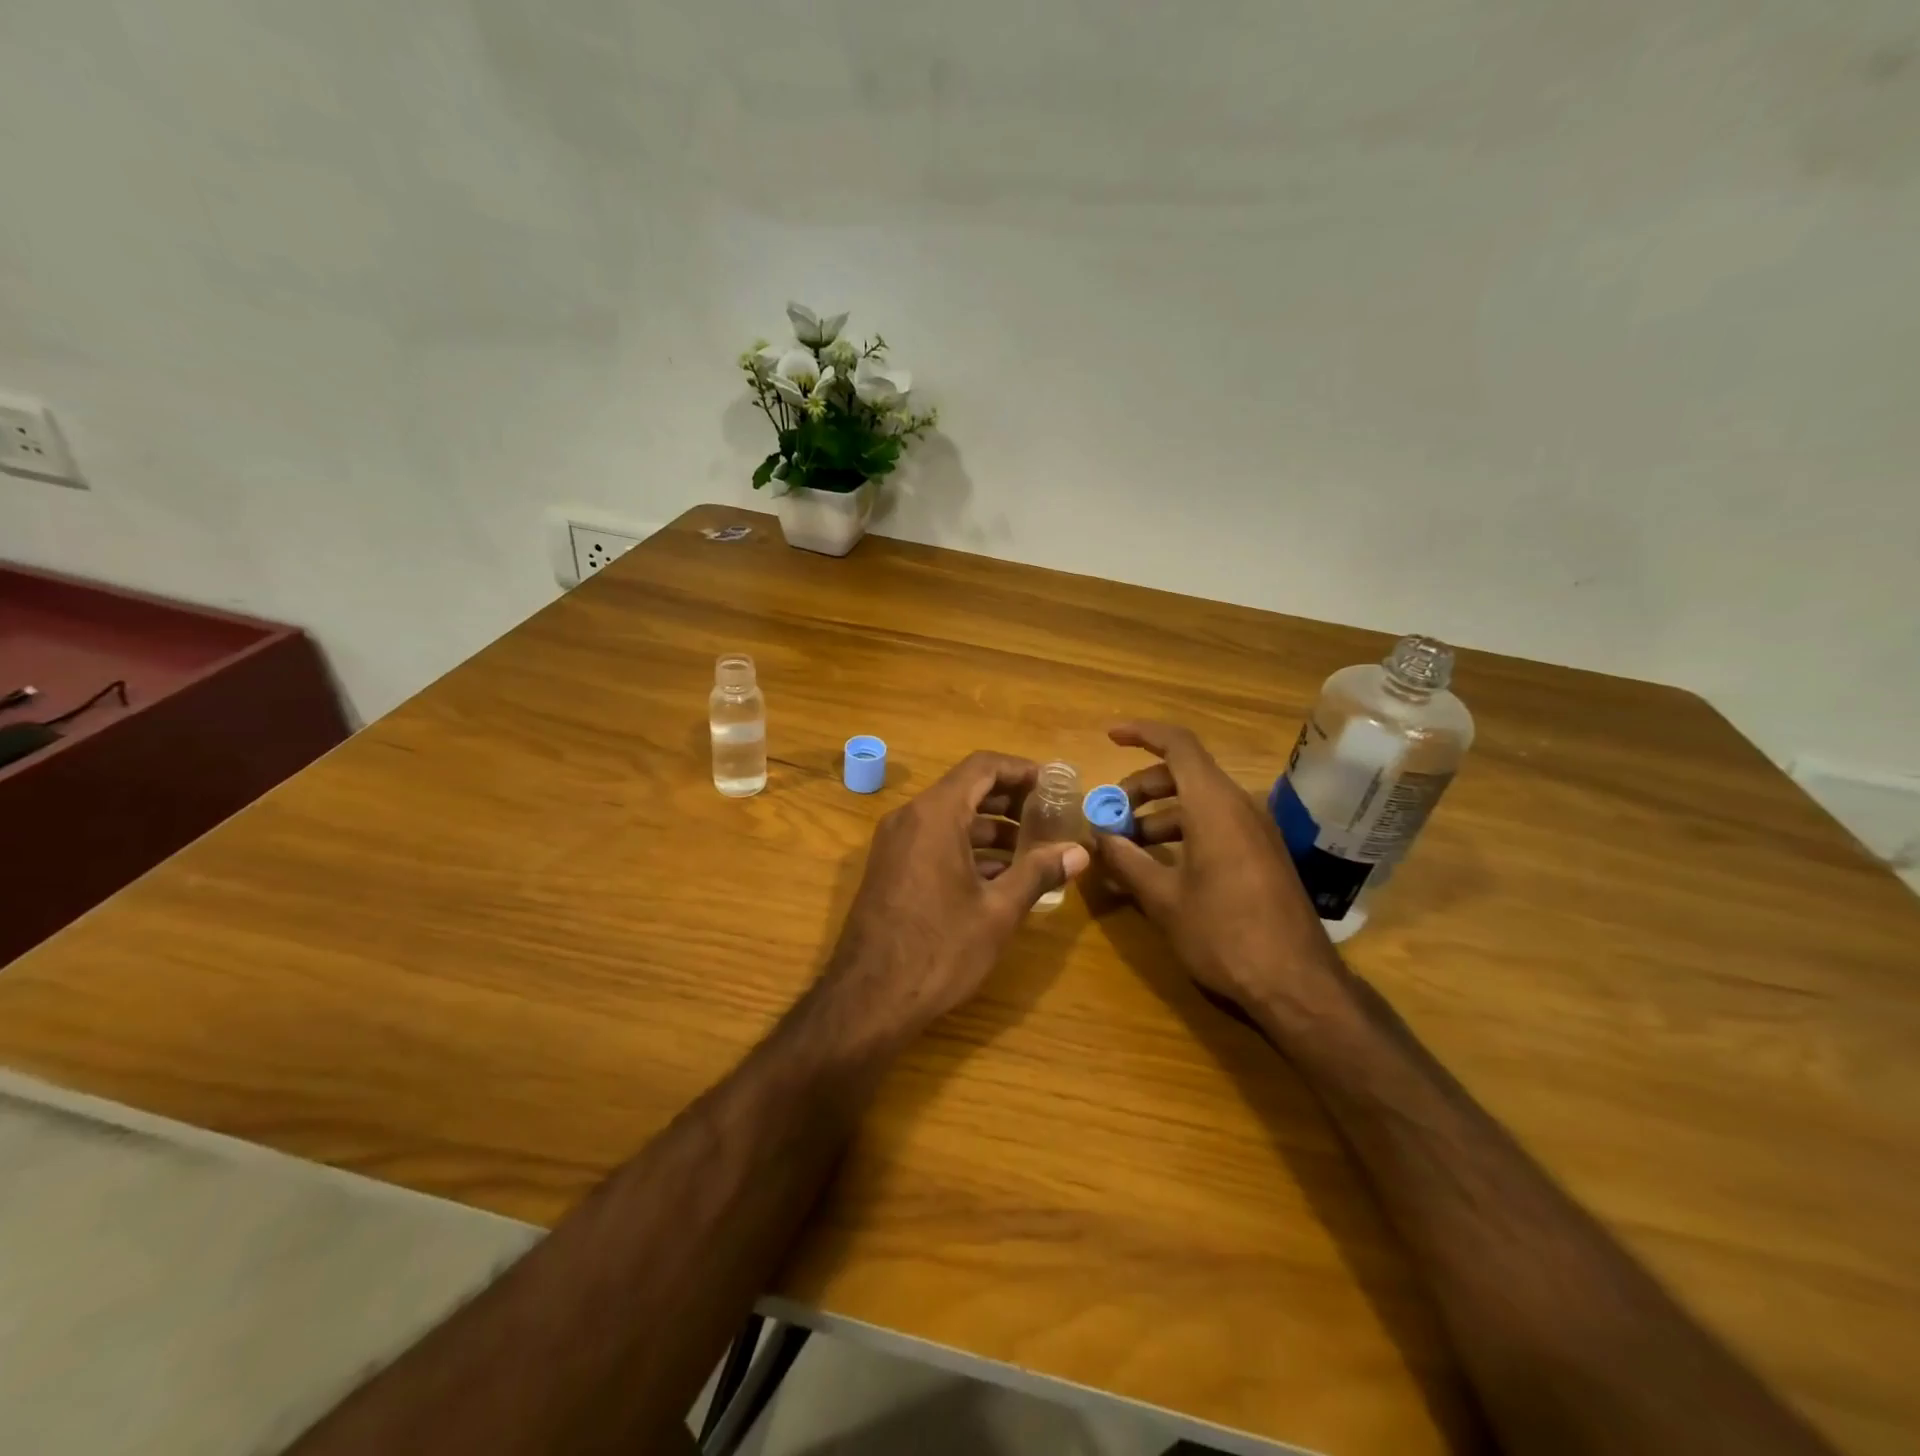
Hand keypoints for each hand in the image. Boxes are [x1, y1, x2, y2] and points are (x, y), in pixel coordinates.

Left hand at [824, 751, 1089, 1034]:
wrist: (868, 1000)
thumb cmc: (939, 949)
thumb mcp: (998, 912)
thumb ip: (1038, 873)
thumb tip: (1078, 852)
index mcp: (935, 815)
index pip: (982, 766)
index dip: (1021, 770)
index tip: (1054, 785)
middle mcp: (910, 818)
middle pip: (966, 789)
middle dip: (1010, 800)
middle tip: (1050, 817)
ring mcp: (895, 844)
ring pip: (950, 818)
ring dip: (991, 828)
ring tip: (1033, 851)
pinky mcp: (889, 869)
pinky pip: (933, 842)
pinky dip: (967, 849)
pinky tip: (998, 877)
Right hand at [1090, 722, 1343, 1017]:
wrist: (1297, 984)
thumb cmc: (1224, 934)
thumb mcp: (1164, 899)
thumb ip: (1126, 861)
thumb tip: (1097, 837)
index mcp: (1214, 805)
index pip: (1178, 744)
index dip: (1142, 733)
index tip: (1110, 736)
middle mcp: (1239, 807)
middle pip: (1185, 773)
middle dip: (1141, 787)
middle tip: (1110, 815)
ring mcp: (1255, 831)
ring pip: (1199, 802)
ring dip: (1159, 814)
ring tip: (1127, 847)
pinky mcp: (1262, 855)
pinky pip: (1216, 825)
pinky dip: (1182, 832)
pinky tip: (1160, 867)